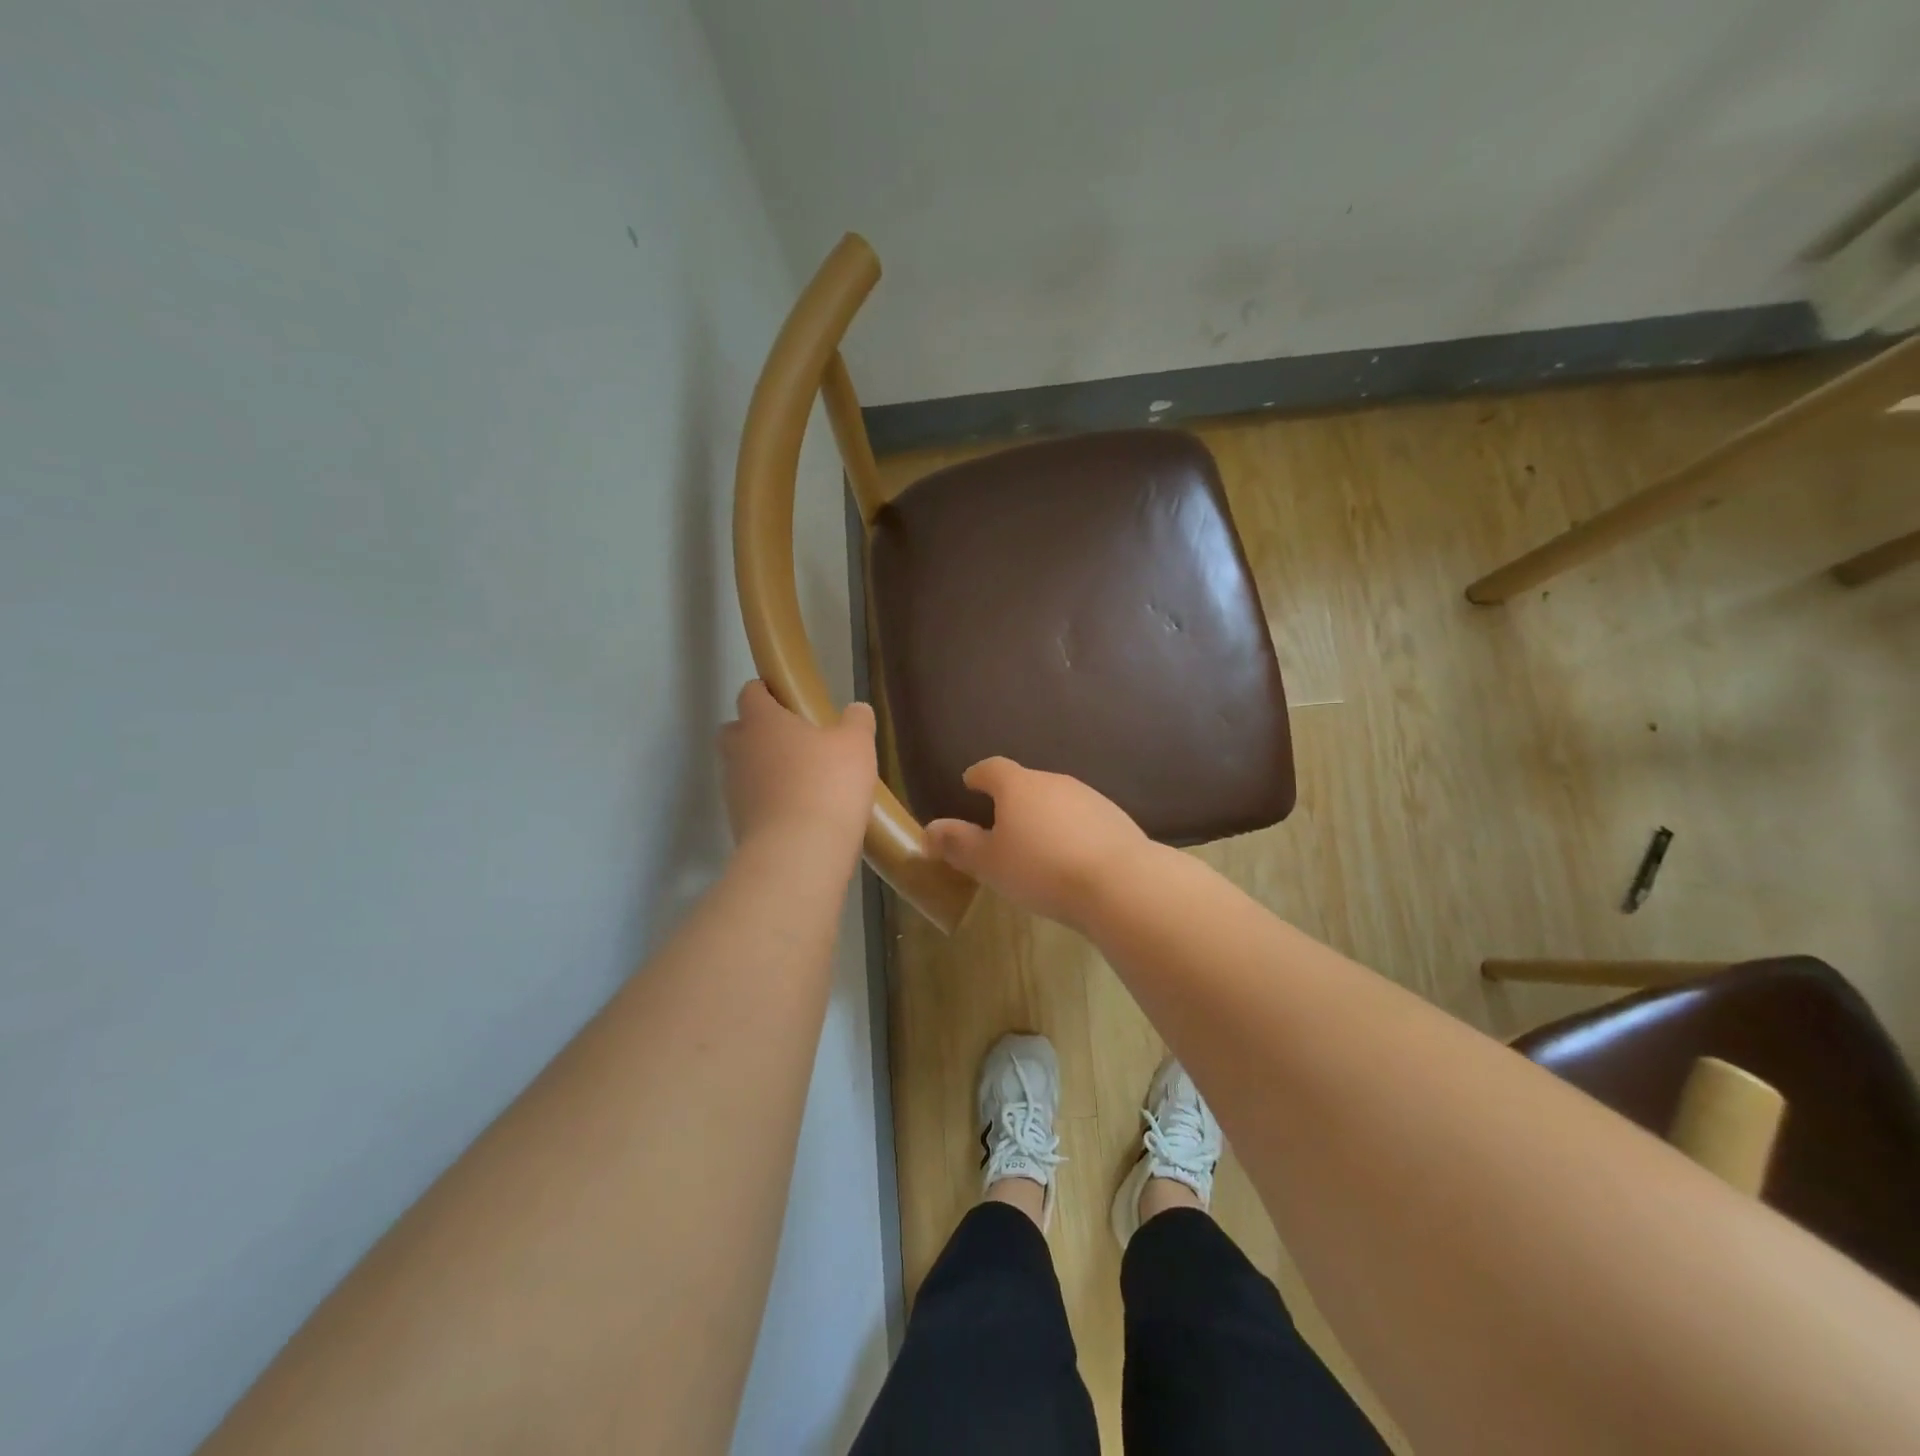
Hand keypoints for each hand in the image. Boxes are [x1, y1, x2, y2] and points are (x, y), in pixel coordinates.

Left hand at [718, 680, 875, 848]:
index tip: (790, 698)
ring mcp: (734, 790)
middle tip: (795, 741)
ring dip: (766, 771)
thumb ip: (856, 721)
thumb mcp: (856, 745)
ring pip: (743, 769)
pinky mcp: (738, 824)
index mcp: (762, 722)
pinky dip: (770, 803)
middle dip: (759, 732)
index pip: (751, 693)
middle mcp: (739, 751)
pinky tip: (801, 813)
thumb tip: (856, 709)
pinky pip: (753, 802)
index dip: (767, 691)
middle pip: (737, 730)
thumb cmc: (827, 785)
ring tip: (804, 782)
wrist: (798, 854)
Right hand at [925, 758, 1150, 926]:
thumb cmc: (1042, 869)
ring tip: (1036, 845)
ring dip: (1043, 815)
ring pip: (1056, 800)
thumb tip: (930, 830)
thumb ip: (959, 844)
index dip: (978, 775)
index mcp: (1018, 786)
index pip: (992, 768)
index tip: (970, 784)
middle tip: (1000, 825)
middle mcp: (1054, 781)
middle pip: (1026, 782)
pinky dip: (1070, 830)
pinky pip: (1082, 818)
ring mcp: (1089, 796)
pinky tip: (1071, 857)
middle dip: (1011, 799)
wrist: (1120, 882)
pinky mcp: (1115, 817)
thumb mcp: (990, 863)